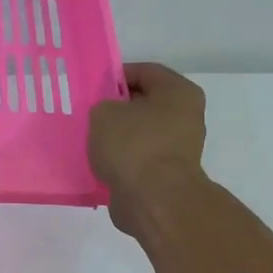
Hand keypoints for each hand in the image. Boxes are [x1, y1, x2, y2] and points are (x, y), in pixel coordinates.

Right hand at [88, 63, 207, 235]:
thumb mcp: (104, 113)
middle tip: (87, 112)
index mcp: (178, 92)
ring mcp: (178, 148)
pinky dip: (121, 160)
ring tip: (89, 139)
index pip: (144, 71)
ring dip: (117, 136)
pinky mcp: (166, 175)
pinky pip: (138, 159)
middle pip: (144, 103)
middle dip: (116, 107)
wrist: (154, 201)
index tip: (92, 86)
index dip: (116, 75)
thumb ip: (103, 105)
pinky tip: (99, 162)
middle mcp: (185, 117)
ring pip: (140, 133)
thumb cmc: (133, 146)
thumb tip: (109, 116)